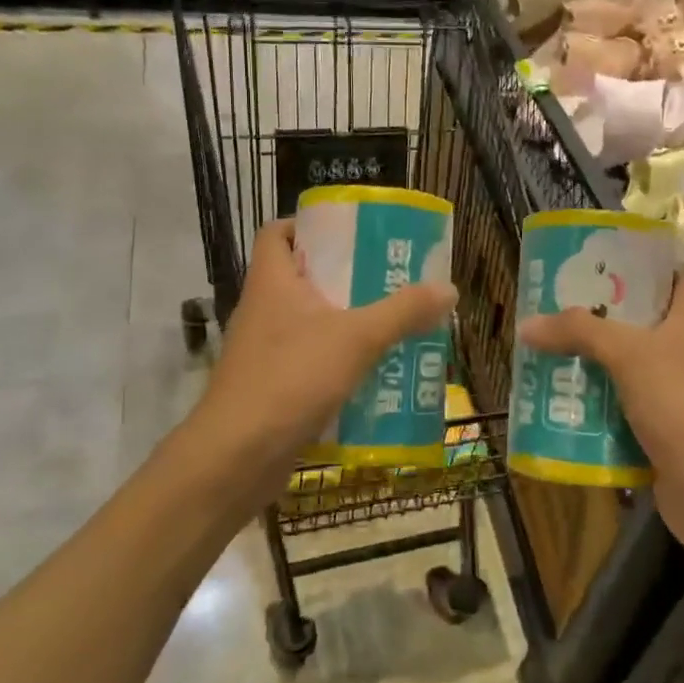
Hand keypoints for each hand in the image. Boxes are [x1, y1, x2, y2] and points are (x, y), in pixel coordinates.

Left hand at [189, 219, 454, 505]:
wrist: (235, 458)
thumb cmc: (291, 379)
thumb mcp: (357, 338)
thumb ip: (403, 312)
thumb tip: (448, 288)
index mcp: (273, 281)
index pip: (277, 232)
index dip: (308, 224)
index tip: (349, 232)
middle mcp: (263, 309)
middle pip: (303, 277)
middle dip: (346, 276)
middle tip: (389, 277)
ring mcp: (264, 351)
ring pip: (309, 322)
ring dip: (347, 322)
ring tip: (392, 323)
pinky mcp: (271, 387)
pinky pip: (309, 361)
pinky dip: (338, 362)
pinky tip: (373, 373)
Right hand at [518, 270, 683, 558]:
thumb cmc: (681, 403)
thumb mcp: (628, 354)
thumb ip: (579, 331)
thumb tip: (527, 324)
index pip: (671, 274)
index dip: (640, 263)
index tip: (597, 259)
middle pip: (638, 318)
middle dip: (598, 313)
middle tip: (553, 304)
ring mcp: (673, 388)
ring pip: (625, 363)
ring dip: (590, 359)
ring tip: (545, 348)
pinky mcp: (660, 425)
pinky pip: (620, 403)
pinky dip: (594, 400)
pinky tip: (559, 396)